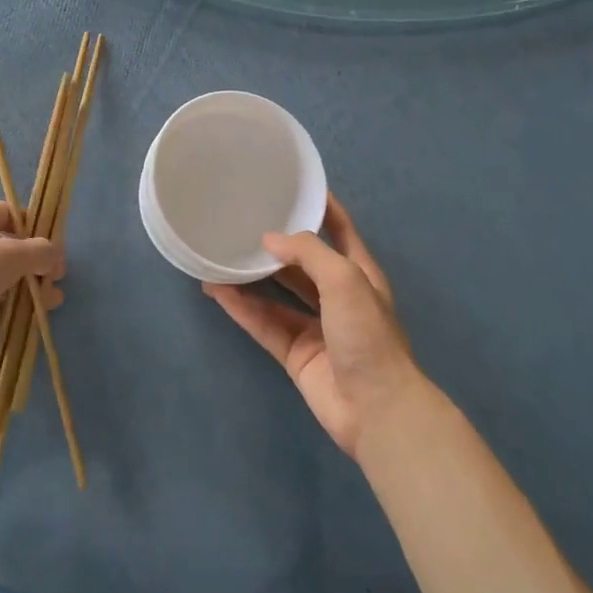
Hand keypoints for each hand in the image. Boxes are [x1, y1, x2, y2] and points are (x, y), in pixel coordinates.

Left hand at [0, 198, 63, 362]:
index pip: (14, 216)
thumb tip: (55, 255)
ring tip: (46, 308)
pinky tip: (19, 322)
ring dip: (20, 290)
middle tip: (54, 287)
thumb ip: (39, 253)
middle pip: (5, 247)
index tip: (57, 259)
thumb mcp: (8, 257)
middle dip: (33, 267)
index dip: (40, 235)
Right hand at [204, 195, 425, 457]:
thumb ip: (307, 253)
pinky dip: (242, 308)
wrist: (375, 407)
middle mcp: (337, 296)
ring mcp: (315, 326)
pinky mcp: (295, 352)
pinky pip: (264, 323)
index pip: (339, 229)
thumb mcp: (345, 279)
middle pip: (302, 262)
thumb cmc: (367, 334)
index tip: (293, 185)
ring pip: (277, 294)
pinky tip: (217, 291)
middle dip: (276, 244)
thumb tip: (269, 240)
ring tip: (219, 255)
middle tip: (242, 222)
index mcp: (359, 273)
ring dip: (251, 277)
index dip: (322, 206)